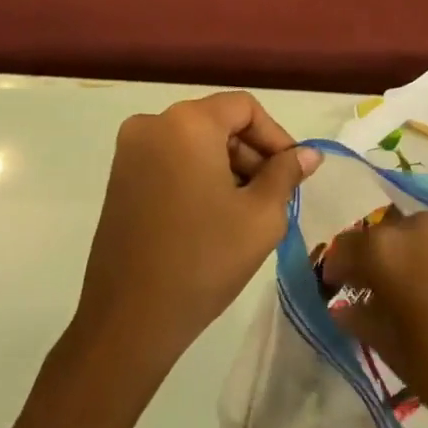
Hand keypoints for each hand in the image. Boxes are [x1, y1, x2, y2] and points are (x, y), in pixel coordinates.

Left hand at [73, 92, 320, 376]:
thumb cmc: (204, 260)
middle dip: (251, 154)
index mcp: (187, 122)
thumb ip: (287, 174)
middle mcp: (153, 123)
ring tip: (247, 212)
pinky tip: (214, 216)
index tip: (293, 173)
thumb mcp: (261, 216)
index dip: (275, 136)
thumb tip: (307, 154)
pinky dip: (198, 176)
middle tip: (275, 197)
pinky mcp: (119, 178)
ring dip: (226, 167)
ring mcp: (130, 151)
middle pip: (218, 122)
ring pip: (195, 142)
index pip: (244, 108)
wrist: (129, 319)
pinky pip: (171, 160)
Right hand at [320, 209, 427, 427]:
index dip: (334, 270)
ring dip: (399, 257)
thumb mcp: (393, 350)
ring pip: (411, 236)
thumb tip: (344, 305)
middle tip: (366, 295)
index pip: (345, 247)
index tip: (331, 292)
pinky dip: (427, 260)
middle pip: (379, 236)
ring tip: (402, 295)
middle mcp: (419, 226)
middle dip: (368, 260)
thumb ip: (361, 318)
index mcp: (388, 249)